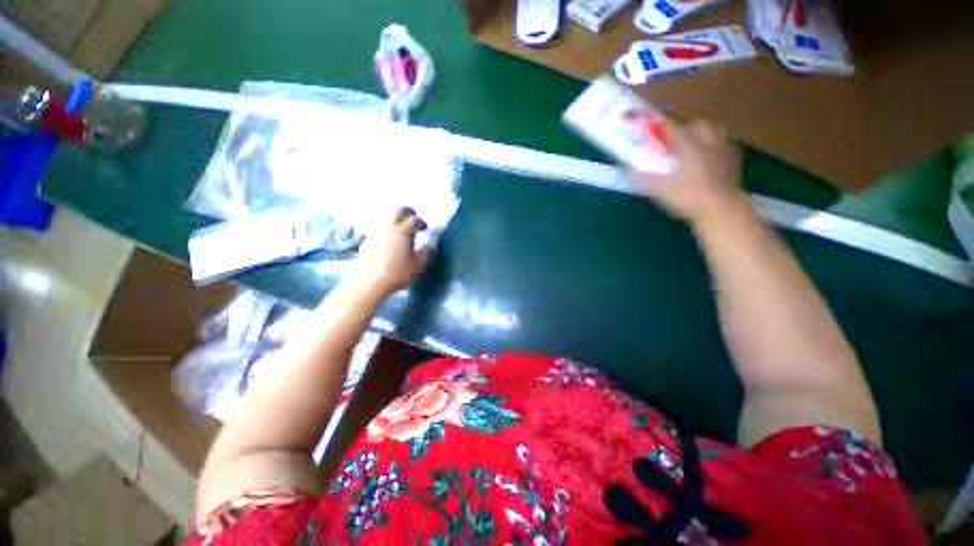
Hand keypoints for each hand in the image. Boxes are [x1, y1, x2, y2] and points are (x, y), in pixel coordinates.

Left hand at [354, 207, 429, 295]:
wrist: (370, 281)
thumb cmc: (398, 273)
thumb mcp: (418, 264)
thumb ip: (427, 251)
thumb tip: (432, 241)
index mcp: (403, 231)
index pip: (414, 219)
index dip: (421, 222)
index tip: (425, 229)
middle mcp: (389, 226)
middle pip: (398, 211)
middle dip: (408, 212)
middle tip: (413, 218)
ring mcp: (376, 231)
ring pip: (387, 218)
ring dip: (396, 221)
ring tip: (401, 231)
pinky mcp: (366, 239)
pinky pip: (378, 228)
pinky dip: (386, 229)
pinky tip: (387, 240)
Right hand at [632, 120, 747, 225]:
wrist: (721, 210)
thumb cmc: (687, 197)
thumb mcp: (658, 189)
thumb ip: (643, 178)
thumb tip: (629, 171)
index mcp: (688, 146)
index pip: (671, 127)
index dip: (657, 124)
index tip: (646, 121)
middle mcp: (707, 144)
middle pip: (700, 124)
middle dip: (687, 127)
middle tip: (676, 139)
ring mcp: (724, 153)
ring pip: (716, 134)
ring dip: (705, 136)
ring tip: (695, 148)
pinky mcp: (734, 166)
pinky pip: (727, 150)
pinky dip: (718, 151)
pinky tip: (711, 162)